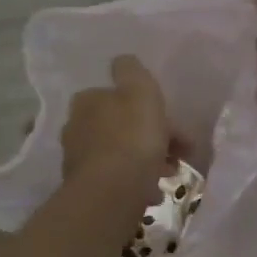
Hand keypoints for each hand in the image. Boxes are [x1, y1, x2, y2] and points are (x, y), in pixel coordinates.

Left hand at [61, 55, 172, 182]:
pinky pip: (117, 180)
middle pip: (122, 127)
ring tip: (170, 174)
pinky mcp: (85, 189)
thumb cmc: (131, 137)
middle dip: (152, 137)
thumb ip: (131, 71)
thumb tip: (122, 61)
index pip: (119, 97)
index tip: (174, 124)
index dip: (150, 108)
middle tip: (181, 153)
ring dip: (147, 161)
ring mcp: (78, 160)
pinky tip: (152, 194)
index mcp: (87, 101)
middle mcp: (76, 127)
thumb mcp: (139, 91)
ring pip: (121, 154)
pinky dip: (136, 183)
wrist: (111, 194)